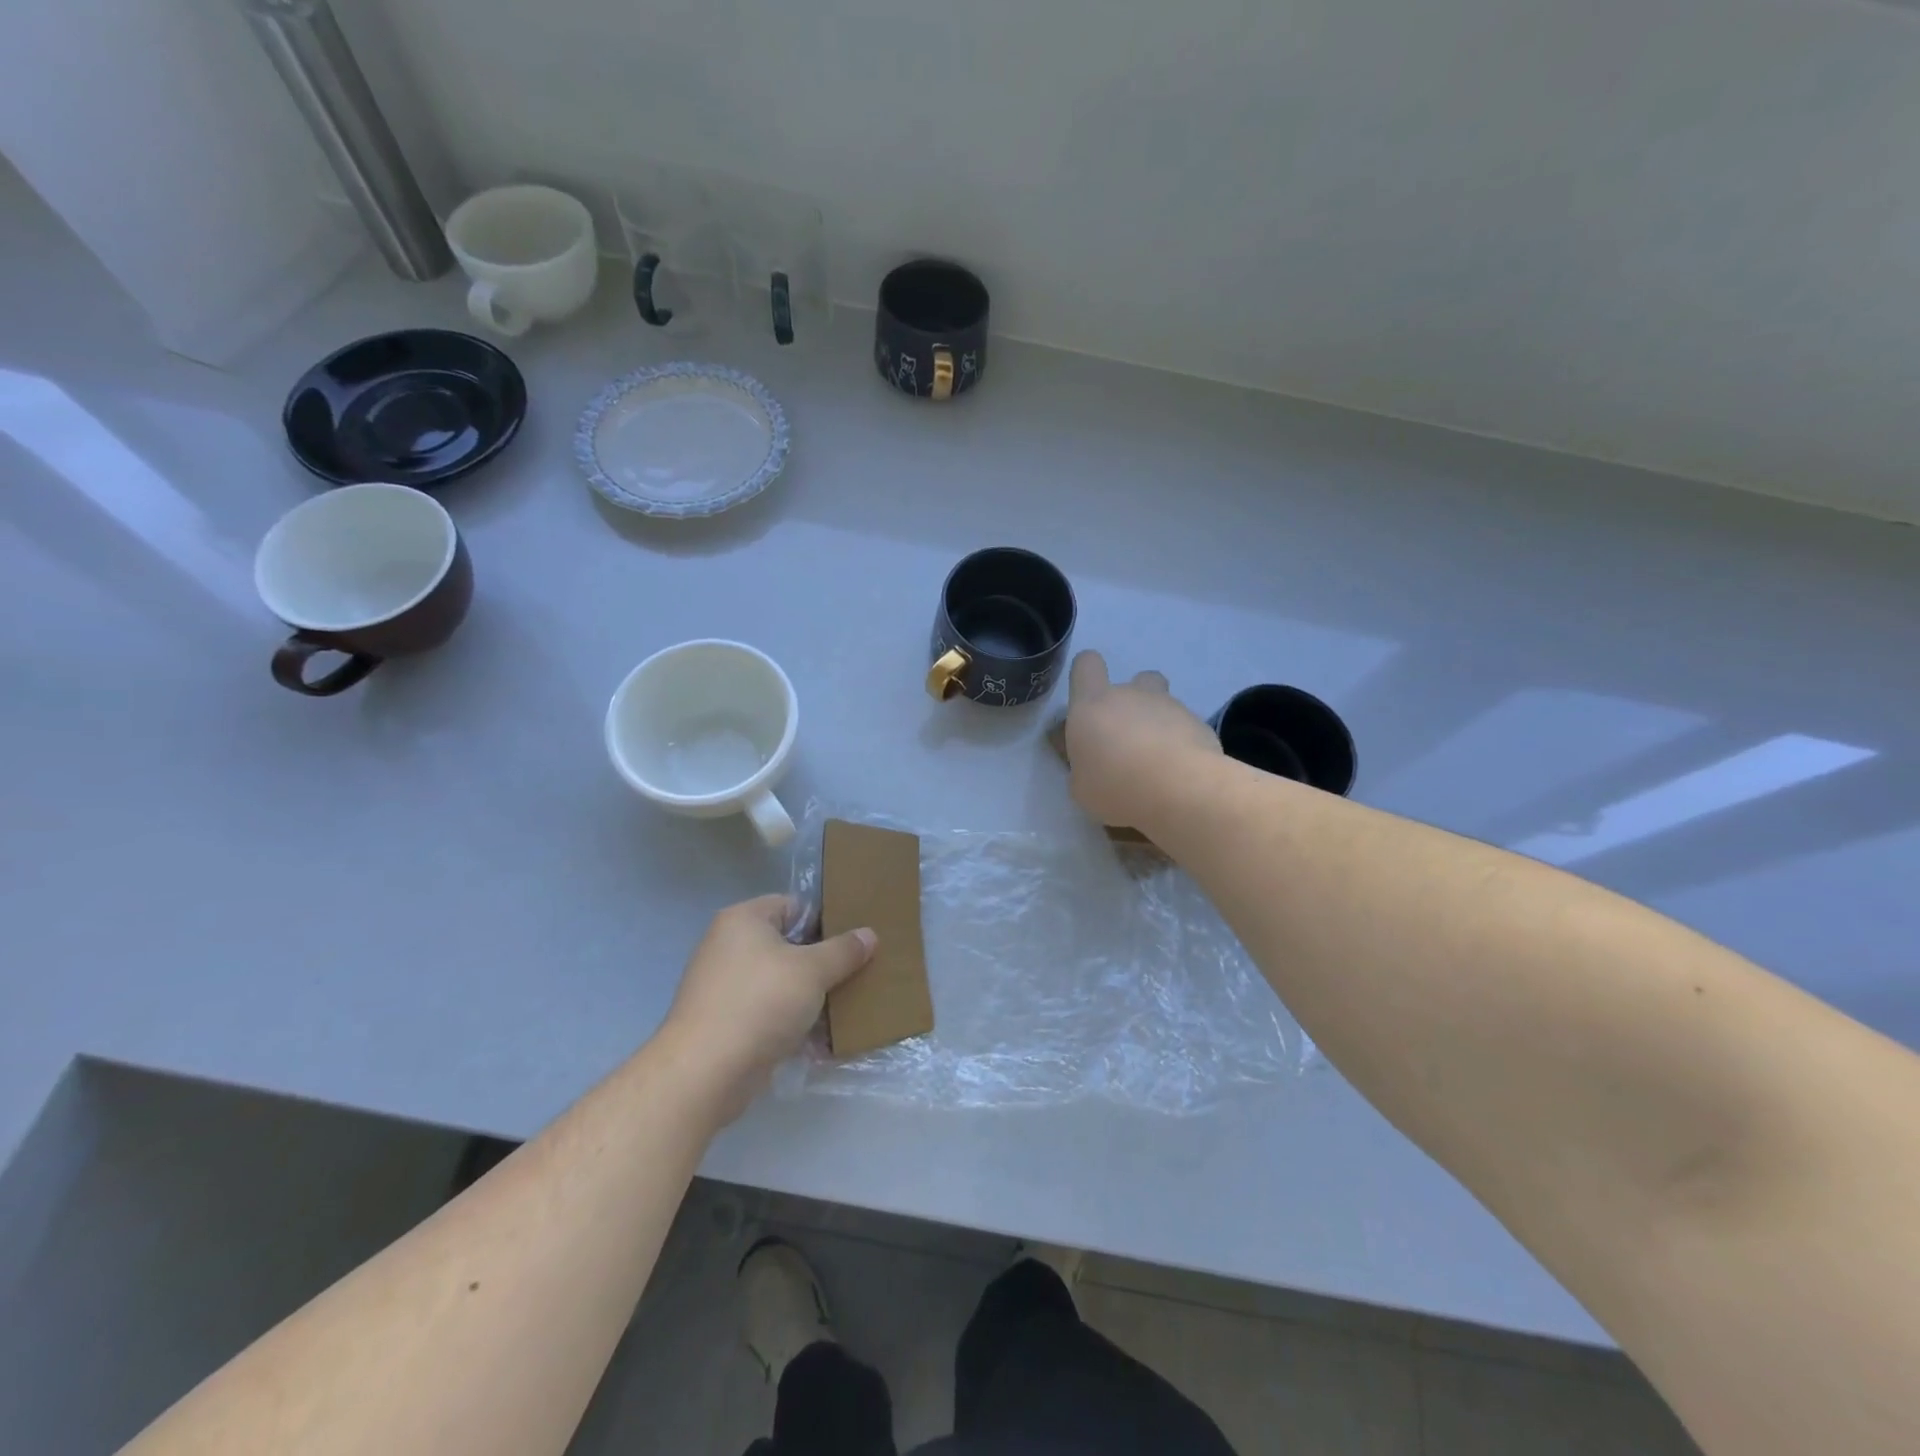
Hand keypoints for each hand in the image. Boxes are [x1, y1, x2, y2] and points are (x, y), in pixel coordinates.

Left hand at [663, 895, 875, 1121]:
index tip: (854, 942)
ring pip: (779, 982)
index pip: (794, 906)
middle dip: (821, 963)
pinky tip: (820, 1039)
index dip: (826, 921)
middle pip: (788, 945)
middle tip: (856, 973)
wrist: (704, 1074)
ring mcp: (723, 986)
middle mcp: (728, 946)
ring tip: (845, 1007)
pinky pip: (767, 1013)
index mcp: (744, 920)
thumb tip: (869, 935)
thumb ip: (843, 951)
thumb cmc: (760, 1004)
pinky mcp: (724, 1023)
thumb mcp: (812, 971)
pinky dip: (790, 1022)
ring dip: (809, 996)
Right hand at [1065, 650, 1220, 830]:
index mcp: (1093, 704)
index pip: (1086, 664)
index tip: (1089, 703)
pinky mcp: (1200, 723)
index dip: (1087, 676)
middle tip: (1129, 741)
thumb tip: (1090, 759)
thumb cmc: (1115, 787)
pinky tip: (1181, 773)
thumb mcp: (1081, 786)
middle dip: (1133, 704)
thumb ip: (1084, 764)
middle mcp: (1131, 694)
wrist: (1179, 791)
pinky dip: (1182, 744)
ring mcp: (1170, 705)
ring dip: (1159, 724)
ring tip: (1159, 762)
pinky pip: (1186, 727)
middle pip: (1134, 681)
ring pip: (1164, 703)